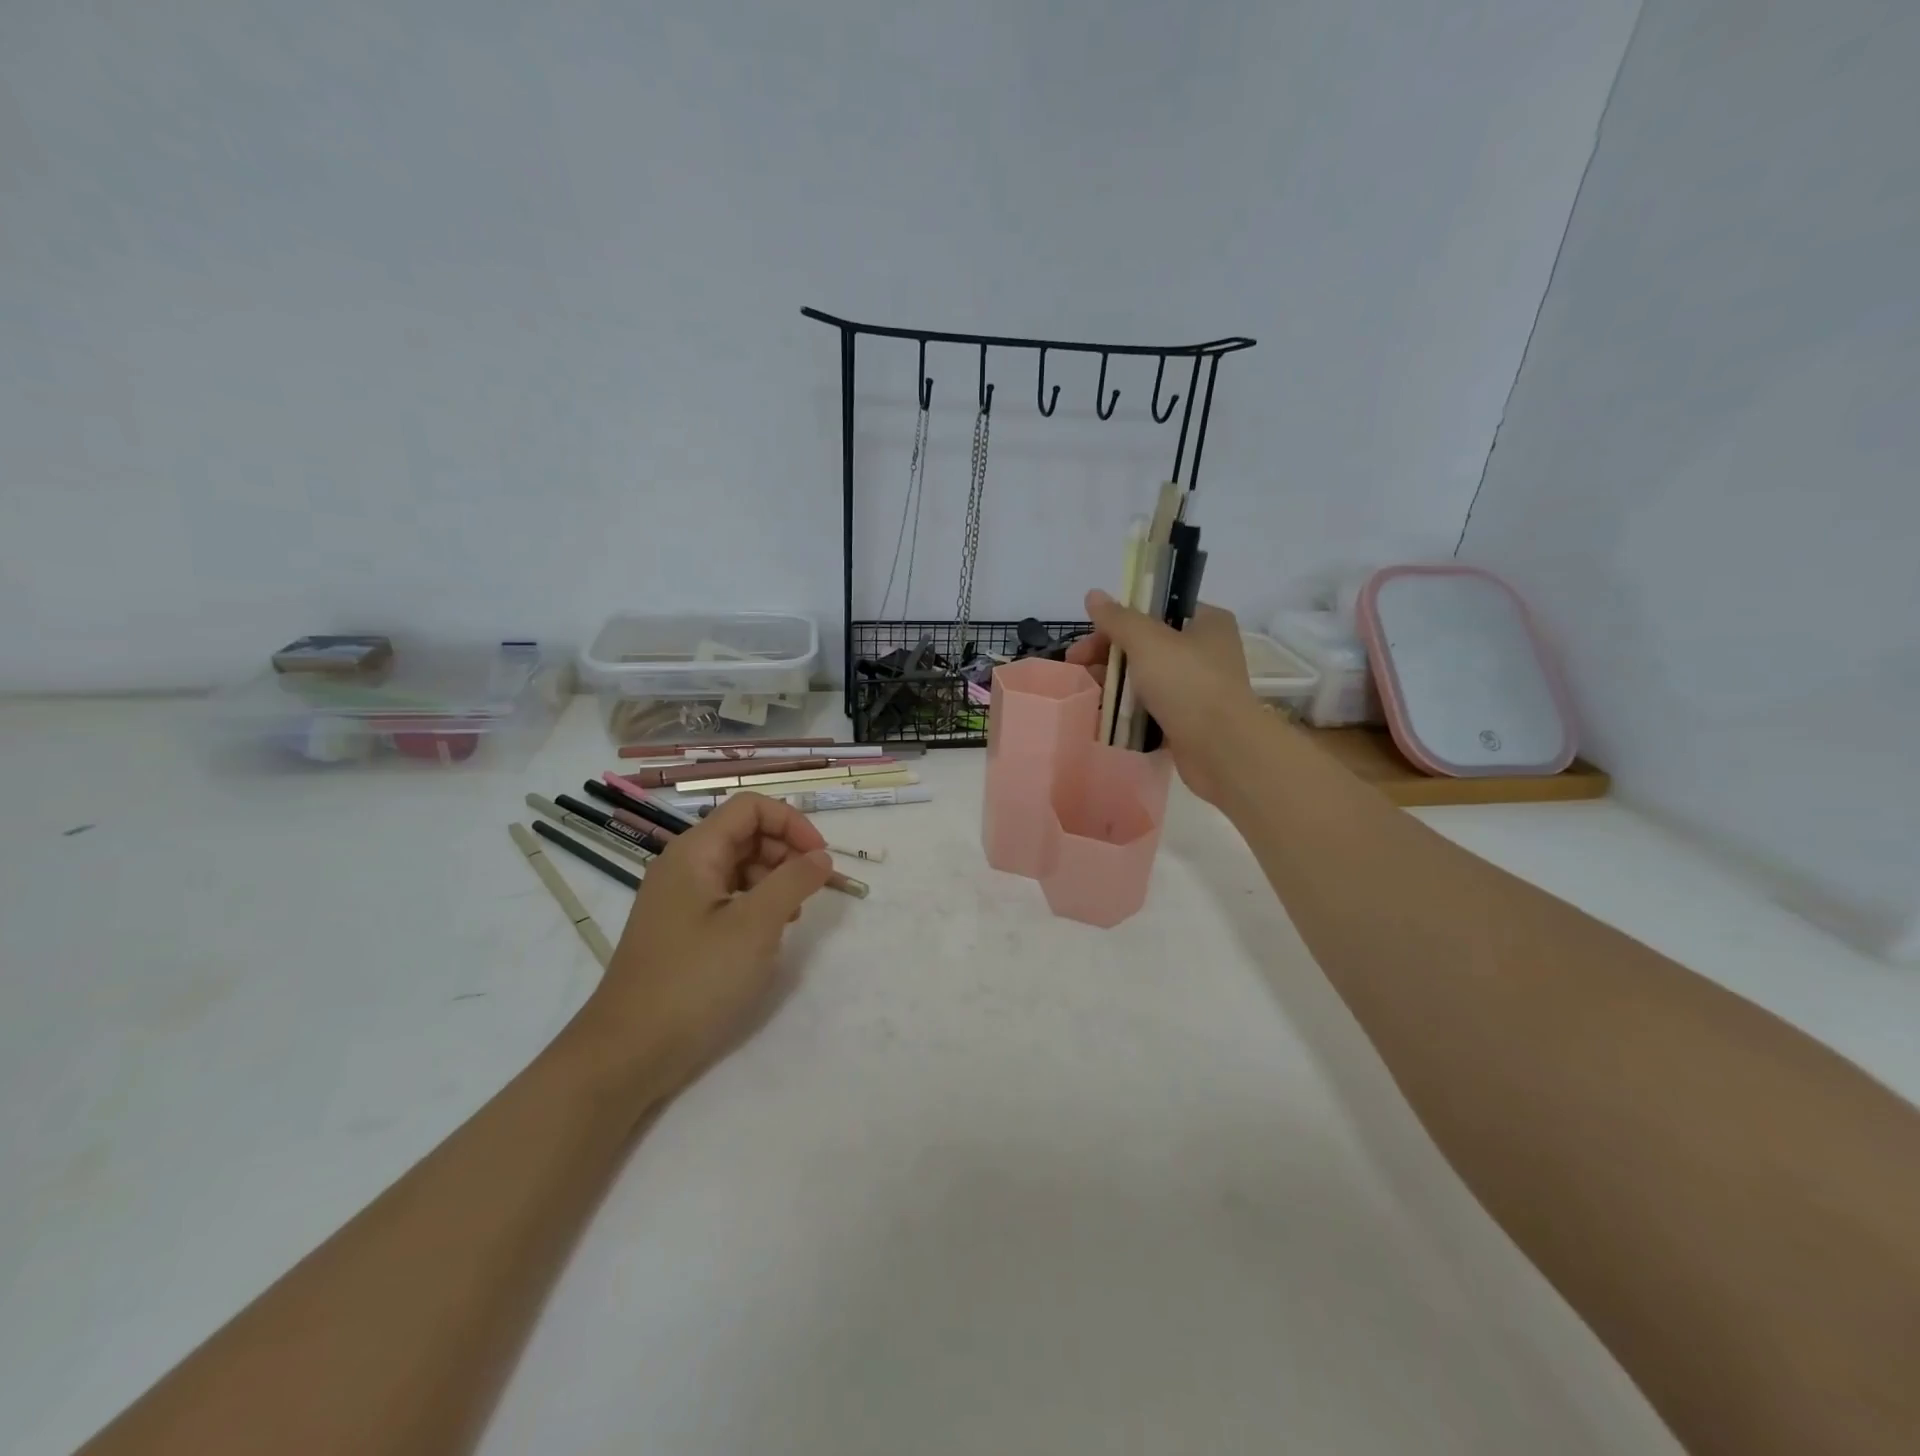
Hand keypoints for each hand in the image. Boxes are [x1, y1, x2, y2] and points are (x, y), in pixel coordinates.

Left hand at [576, 792, 831, 1104]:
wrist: (628, 1052)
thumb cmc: (694, 980)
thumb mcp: (755, 926)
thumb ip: (793, 881)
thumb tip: (821, 856)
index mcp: (695, 852)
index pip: (751, 807)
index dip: (791, 823)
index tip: (820, 860)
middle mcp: (684, 865)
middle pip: (745, 833)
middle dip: (786, 852)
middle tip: (812, 889)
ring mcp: (680, 898)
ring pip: (739, 866)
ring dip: (774, 879)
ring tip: (793, 916)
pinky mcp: (682, 929)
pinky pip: (727, 897)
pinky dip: (756, 904)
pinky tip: (769, 934)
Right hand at [1066, 589, 1262, 806]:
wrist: (1220, 749)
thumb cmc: (1186, 683)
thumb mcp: (1146, 641)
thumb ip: (1117, 618)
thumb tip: (1093, 594)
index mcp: (1206, 622)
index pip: (1156, 610)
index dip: (1119, 619)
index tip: (1089, 635)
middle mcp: (1206, 651)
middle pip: (1146, 644)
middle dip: (1109, 654)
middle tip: (1077, 666)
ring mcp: (1198, 688)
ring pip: (1146, 677)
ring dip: (1115, 683)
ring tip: (1088, 693)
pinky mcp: (1189, 719)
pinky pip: (1151, 708)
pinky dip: (1129, 710)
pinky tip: (1104, 715)